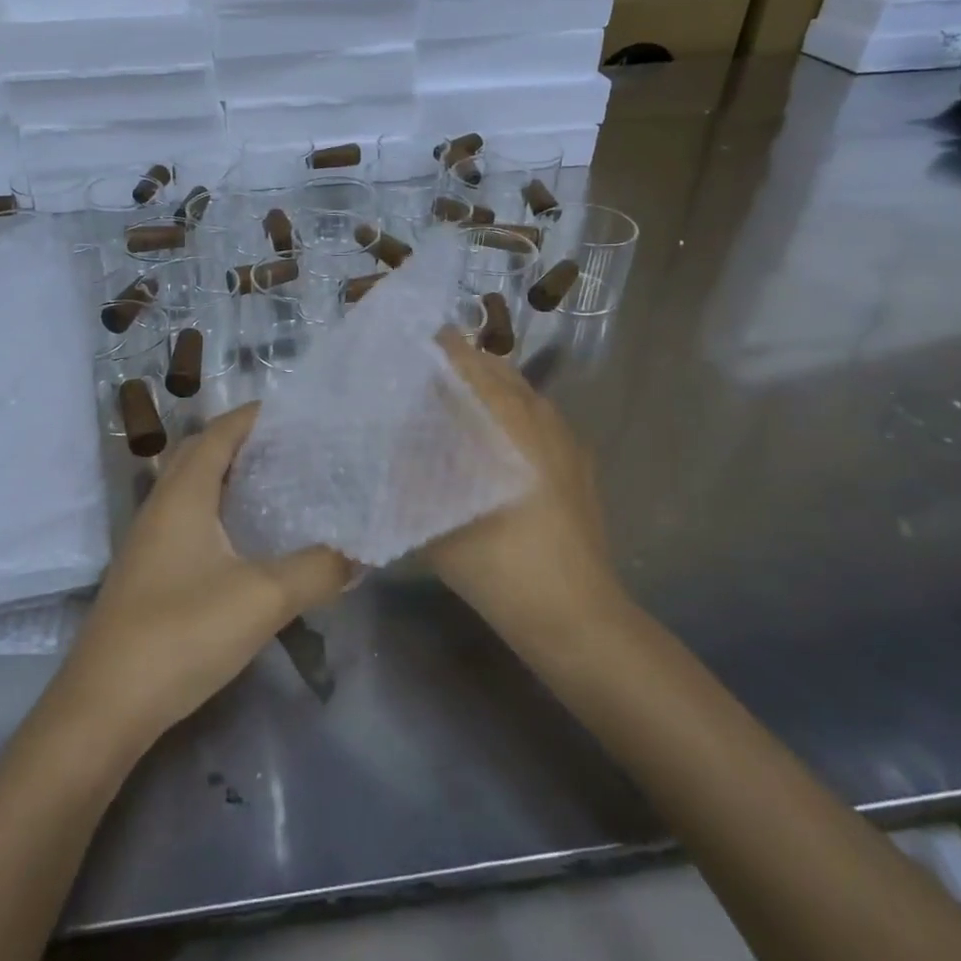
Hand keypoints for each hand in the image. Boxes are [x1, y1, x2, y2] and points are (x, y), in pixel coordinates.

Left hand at [52, 404, 351, 752]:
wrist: (106, 705)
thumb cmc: (182, 634)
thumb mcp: (262, 599)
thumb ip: (317, 570)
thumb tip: (360, 553)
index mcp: (183, 494)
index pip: (220, 432)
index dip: (255, 416)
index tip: (299, 412)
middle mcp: (161, 505)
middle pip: (201, 452)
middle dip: (243, 441)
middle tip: (293, 447)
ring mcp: (149, 540)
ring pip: (192, 487)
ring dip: (229, 476)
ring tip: (278, 484)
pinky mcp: (148, 571)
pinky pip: (187, 518)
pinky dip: (218, 510)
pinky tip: (247, 540)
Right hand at [428, 328, 633, 649]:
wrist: (573, 614)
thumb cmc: (497, 563)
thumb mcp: (432, 519)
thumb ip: (406, 473)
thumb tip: (384, 438)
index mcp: (504, 418)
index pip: (464, 358)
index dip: (431, 346)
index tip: (399, 347)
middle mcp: (538, 414)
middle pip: (493, 366)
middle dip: (455, 364)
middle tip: (416, 378)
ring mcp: (563, 436)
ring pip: (517, 389)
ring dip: (482, 387)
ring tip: (447, 405)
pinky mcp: (576, 460)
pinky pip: (536, 416)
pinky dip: (507, 412)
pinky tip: (487, 441)